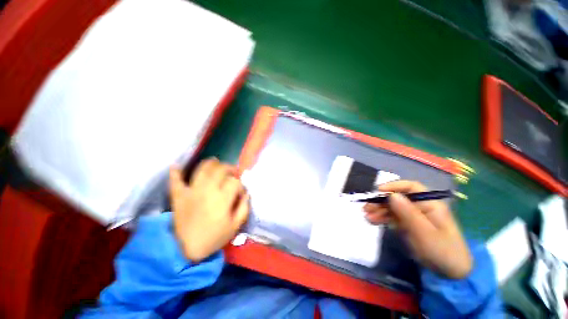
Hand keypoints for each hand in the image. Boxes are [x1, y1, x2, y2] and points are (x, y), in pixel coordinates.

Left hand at [169, 158, 249, 262]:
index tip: (240, 191)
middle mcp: (208, 190)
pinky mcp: (178, 196)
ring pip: (202, 170)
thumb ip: (244, 208)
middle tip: (232, 172)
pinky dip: (175, 172)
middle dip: (229, 168)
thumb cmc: (213, 238)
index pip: (235, 182)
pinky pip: (175, 181)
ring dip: (210, 163)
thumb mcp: (235, 226)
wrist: (184, 250)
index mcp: (222, 199)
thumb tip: (246, 194)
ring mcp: (191, 191)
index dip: (240, 184)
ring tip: (215, 162)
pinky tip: (176, 165)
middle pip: (221, 170)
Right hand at [363, 180, 472, 278]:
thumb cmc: (442, 251)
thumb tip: (391, 194)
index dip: (394, 186)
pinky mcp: (408, 225)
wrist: (450, 274)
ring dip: (379, 210)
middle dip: (381, 201)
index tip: (378, 190)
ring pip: (393, 208)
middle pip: (398, 198)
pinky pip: (393, 217)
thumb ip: (408, 213)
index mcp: (430, 204)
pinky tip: (372, 220)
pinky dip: (382, 218)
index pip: (411, 187)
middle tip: (366, 207)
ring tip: (366, 215)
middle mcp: (420, 206)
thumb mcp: (424, 232)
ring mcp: (413, 216)